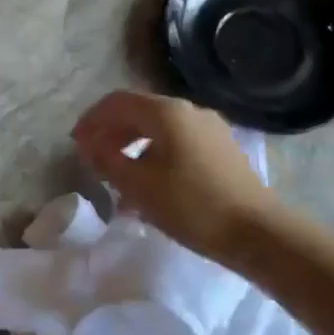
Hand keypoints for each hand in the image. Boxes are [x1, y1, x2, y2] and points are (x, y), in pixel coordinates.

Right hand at [72, 90, 270, 258]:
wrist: (257, 232)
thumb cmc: (191, 206)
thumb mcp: (138, 186)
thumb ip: (107, 160)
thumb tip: (90, 145)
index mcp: (167, 112)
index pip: (117, 102)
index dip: (92, 119)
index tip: (75, 143)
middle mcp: (189, 110)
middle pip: (139, 111)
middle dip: (111, 132)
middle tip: (93, 158)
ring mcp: (210, 128)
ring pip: (159, 128)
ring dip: (132, 145)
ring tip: (118, 174)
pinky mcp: (221, 149)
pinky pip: (178, 142)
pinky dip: (155, 154)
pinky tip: (149, 183)